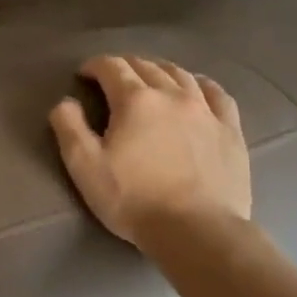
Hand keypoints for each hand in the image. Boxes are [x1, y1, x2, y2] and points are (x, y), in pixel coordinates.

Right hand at [49, 55, 250, 248]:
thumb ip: (68, 127)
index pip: (112, 67)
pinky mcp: (230, 130)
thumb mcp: (84, 165)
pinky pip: (217, 94)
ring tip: (149, 78)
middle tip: (111, 77)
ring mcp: (206, 111)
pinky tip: (195, 89)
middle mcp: (172, 95)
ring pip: (181, 75)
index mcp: (135, 100)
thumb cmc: (133, 198)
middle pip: (146, 66)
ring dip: (159, 70)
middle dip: (124, 66)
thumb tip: (66, 101)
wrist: (197, 231)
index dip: (94, 66)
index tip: (83, 75)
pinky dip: (200, 84)